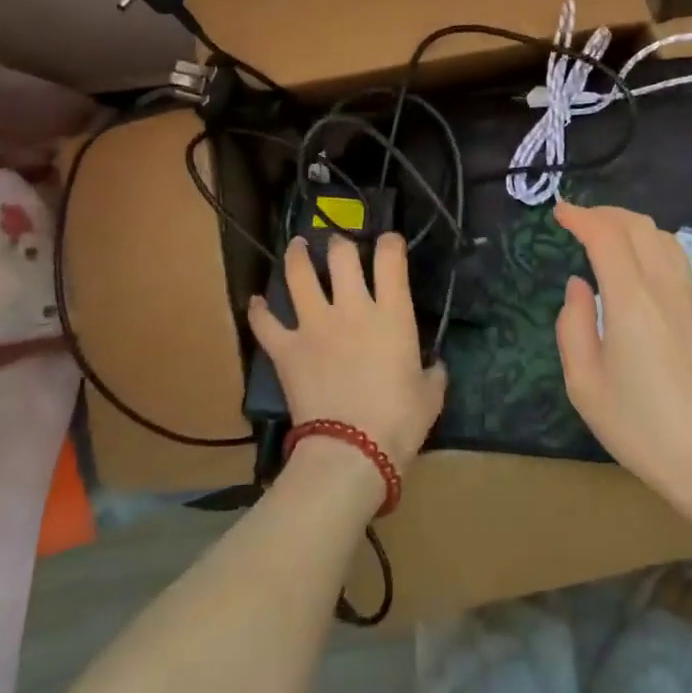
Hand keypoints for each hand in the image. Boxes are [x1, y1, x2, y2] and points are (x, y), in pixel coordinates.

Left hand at [248, 232, 445, 473]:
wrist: (351, 450)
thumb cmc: (400, 421)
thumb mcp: (430, 395)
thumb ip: (432, 373)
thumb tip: (434, 367)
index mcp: (392, 314)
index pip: (391, 259)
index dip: (390, 242)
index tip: (389, 242)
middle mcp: (352, 308)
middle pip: (341, 256)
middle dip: (340, 243)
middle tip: (339, 244)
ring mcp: (314, 325)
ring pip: (299, 276)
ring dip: (297, 257)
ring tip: (297, 246)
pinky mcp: (286, 349)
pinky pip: (266, 322)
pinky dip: (259, 311)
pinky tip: (257, 303)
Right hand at [553, 202, 691, 505]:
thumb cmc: (642, 427)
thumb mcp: (585, 384)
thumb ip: (573, 326)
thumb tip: (578, 286)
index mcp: (632, 299)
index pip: (606, 236)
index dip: (581, 217)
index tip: (560, 211)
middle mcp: (667, 287)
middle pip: (640, 227)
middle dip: (607, 214)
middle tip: (581, 220)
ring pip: (665, 240)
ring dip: (633, 227)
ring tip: (610, 237)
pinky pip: (680, 264)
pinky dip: (654, 249)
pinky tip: (642, 271)